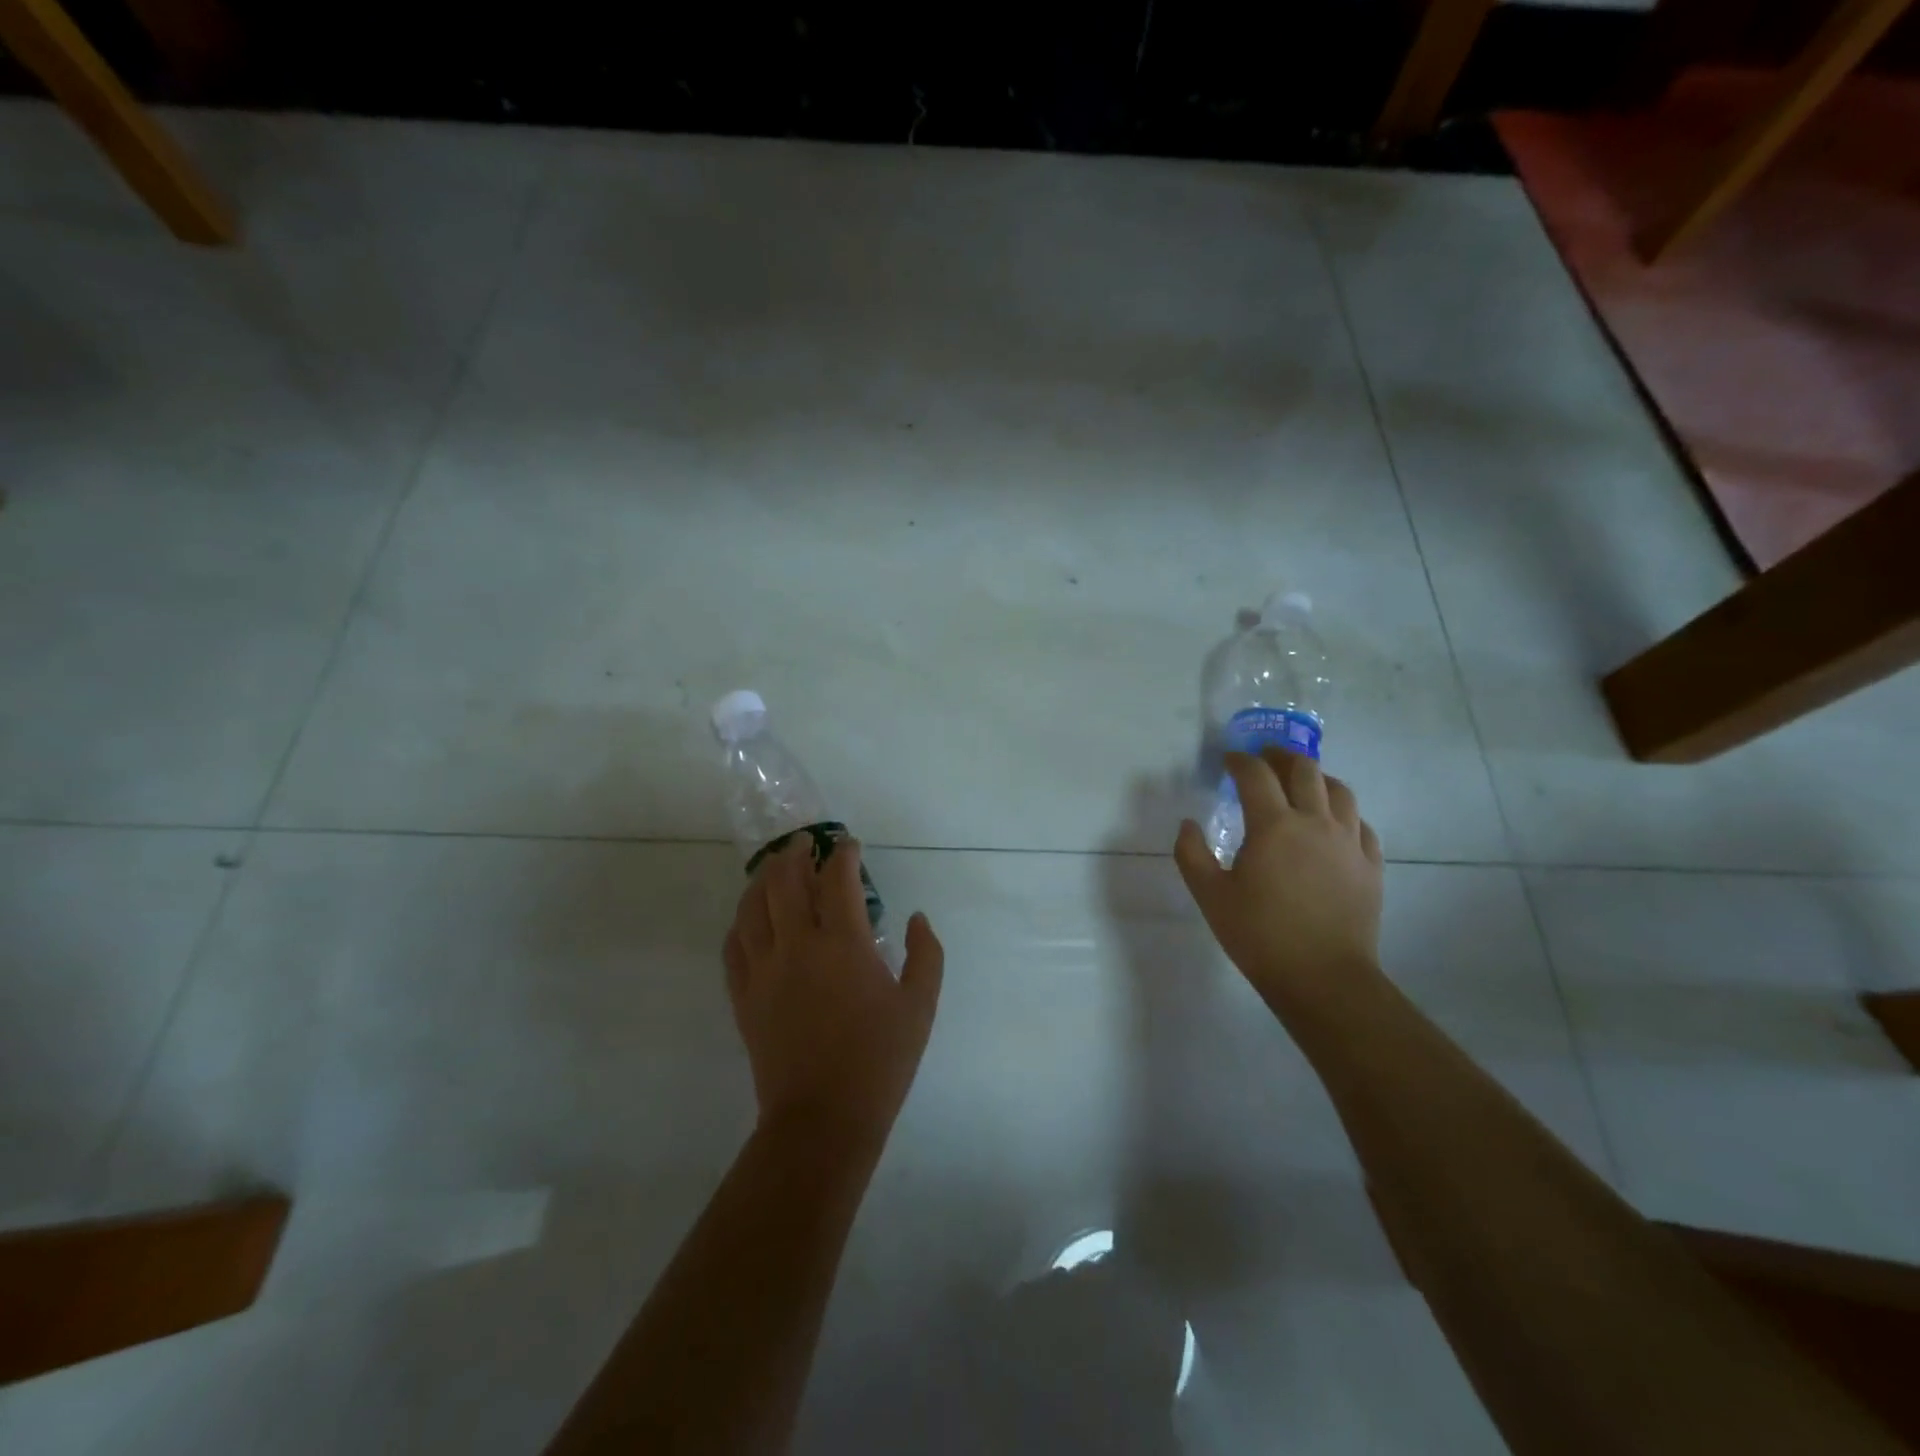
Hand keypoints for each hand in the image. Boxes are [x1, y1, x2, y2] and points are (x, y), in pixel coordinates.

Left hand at [723, 837, 943, 1151]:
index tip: (850, 845)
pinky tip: (750, 917)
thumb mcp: (920, 1006)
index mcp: (842, 944)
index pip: (838, 879)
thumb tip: (917, 918)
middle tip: (806, 844)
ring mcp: (764, 970)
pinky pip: (733, 945)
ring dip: (763, 879)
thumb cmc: (879, 1061)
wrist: (823, 1119)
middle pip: (785, 881)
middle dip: (796, 854)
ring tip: (774, 868)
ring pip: (752, 907)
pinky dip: (741, 922)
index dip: (844, 854)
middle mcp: (797, 945)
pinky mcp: (743, 995)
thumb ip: (926, 954)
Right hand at [1174, 748, 1383, 1016]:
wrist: (1323, 978)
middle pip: (1305, 770)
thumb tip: (1188, 824)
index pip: (1256, 775)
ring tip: (1302, 783)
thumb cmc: (1260, 935)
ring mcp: (1349, 843)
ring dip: (1317, 778)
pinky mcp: (1370, 865)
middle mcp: (1316, 822)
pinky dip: (1343, 813)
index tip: (1229, 760)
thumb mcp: (1210, 896)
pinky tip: (1333, 824)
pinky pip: (1360, 824)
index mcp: (1274, 825)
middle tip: (1265, 759)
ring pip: (1340, 791)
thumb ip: (1191, 854)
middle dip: (1281, 757)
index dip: (1240, 761)